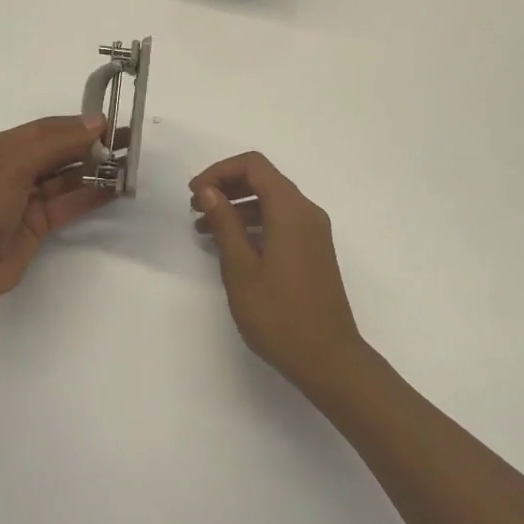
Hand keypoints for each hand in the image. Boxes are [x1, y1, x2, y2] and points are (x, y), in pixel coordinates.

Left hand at [0, 113, 111, 322]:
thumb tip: (97, 122)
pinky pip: (70, 202)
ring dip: (96, 170)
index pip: (47, 129)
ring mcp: (27, 197)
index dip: (78, 125)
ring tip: (128, 166)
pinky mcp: (38, 223)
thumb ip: (56, 142)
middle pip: (60, 150)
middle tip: (128, 143)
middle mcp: (14, 168)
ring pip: (67, 177)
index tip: (112, 125)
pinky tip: (115, 189)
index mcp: (1, 148)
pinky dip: (92, 195)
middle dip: (92, 145)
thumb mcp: (14, 164)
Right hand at [190, 152, 368, 396]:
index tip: (194, 192)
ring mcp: (314, 231)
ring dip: (239, 207)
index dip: (220, 171)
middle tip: (195, 208)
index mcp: (290, 209)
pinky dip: (255, 224)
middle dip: (227, 187)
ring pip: (272, 201)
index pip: (254, 165)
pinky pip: (282, 222)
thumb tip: (209, 190)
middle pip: (264, 179)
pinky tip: (232, 247)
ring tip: (205, 229)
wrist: (329, 359)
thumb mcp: (241, 269)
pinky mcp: (314, 250)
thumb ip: (225, 224)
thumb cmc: (279, 315)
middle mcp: (306, 211)